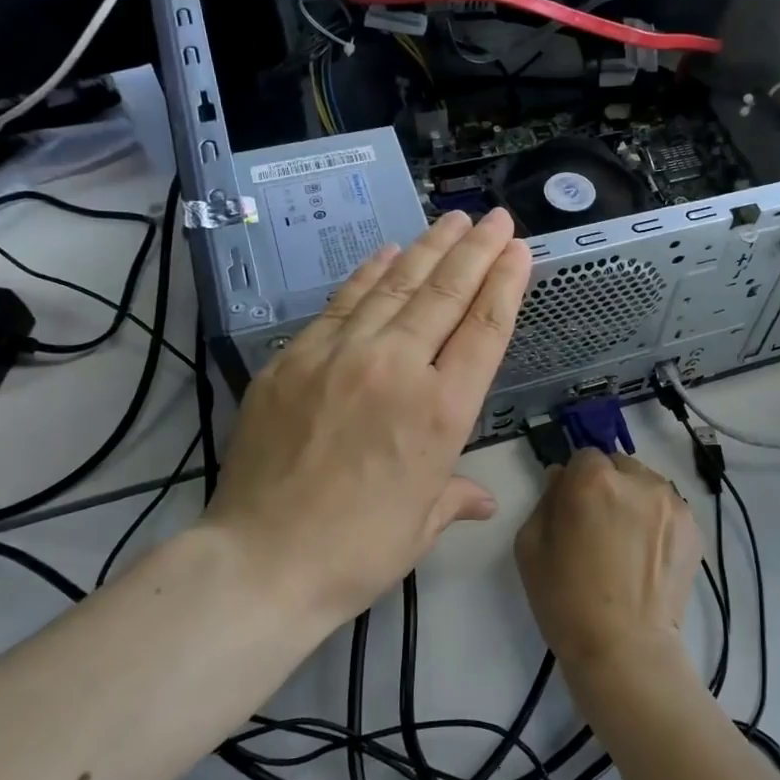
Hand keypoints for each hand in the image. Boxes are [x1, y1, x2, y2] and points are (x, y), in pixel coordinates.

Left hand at [206, 209, 530, 632]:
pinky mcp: (294, 358)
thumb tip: (480, 498)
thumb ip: (455, 495)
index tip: (518, 250)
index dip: (505, 284)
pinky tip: (388, 252)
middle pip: (445, 295)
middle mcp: (398, 370)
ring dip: (428, 249)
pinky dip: (369, 274)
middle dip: (475, 251)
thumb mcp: (421, 525)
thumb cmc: (357, 550)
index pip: (484, 330)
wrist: (261, 561)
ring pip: (395, 288)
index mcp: (441, 413)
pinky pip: (341, 304)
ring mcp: (341, 356)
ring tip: (452, 220)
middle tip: (496, 218)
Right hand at [514, 450, 703, 677]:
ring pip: (646, 486)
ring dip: (634, 501)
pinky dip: (657, 522)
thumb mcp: (530, 547)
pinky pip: (668, 510)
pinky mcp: (694, 528)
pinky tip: (647, 557)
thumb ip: (545, 500)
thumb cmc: (566, 600)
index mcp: (594, 480)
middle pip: (618, 466)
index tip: (571, 508)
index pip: (583, 456)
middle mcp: (639, 481)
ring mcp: (673, 504)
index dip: (574, 481)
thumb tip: (561, 479)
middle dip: (606, 486)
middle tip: (598, 526)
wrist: (624, 649)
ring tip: (626, 544)